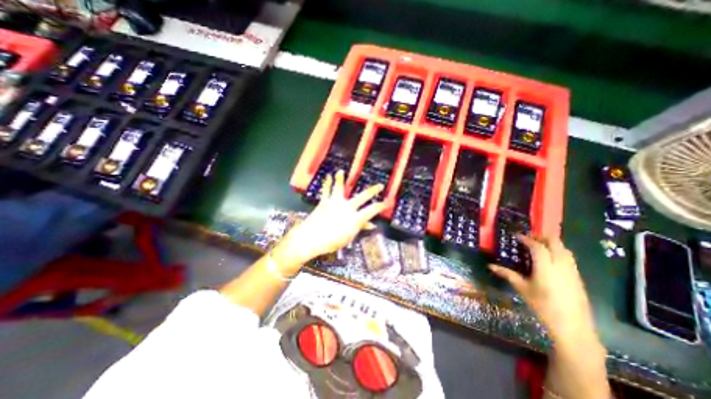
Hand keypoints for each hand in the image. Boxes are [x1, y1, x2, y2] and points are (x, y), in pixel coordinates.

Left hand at [281, 170, 385, 265]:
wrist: (311, 239)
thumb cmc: (332, 242)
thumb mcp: (349, 237)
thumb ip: (360, 228)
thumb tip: (371, 225)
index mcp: (355, 218)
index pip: (372, 210)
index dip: (381, 206)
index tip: (387, 202)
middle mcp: (347, 207)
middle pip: (362, 197)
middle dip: (372, 190)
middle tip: (379, 185)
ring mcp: (335, 203)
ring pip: (340, 188)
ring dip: (340, 179)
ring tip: (341, 171)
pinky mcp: (324, 202)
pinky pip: (326, 190)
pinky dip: (327, 183)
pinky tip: (327, 176)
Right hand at [486, 235, 594, 344]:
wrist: (573, 326)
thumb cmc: (543, 306)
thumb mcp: (522, 288)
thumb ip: (507, 274)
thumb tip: (490, 266)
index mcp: (546, 267)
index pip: (537, 246)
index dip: (526, 239)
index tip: (517, 236)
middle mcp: (561, 265)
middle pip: (555, 242)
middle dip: (541, 237)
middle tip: (528, 238)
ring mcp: (572, 270)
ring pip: (564, 249)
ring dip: (551, 243)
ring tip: (538, 246)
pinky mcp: (578, 277)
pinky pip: (568, 257)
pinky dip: (558, 252)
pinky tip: (549, 259)